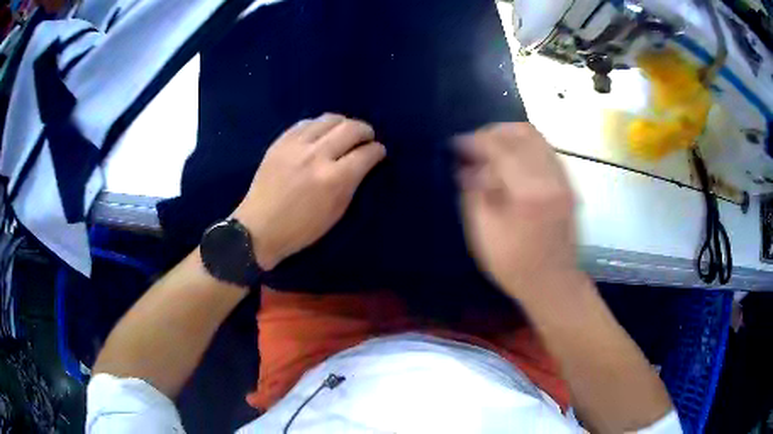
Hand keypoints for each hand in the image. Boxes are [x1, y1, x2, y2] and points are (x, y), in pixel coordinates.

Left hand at [233, 114, 385, 269]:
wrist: (259, 228)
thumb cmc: (301, 229)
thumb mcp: (336, 213)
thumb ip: (352, 184)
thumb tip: (364, 163)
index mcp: (334, 179)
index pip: (366, 153)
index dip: (378, 150)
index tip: (379, 152)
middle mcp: (317, 156)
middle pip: (351, 128)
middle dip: (366, 131)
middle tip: (367, 138)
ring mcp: (296, 145)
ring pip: (329, 119)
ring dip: (344, 123)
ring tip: (345, 132)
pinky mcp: (280, 142)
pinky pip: (306, 122)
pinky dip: (320, 125)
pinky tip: (321, 132)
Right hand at [458, 123, 577, 302]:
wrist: (554, 283)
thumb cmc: (515, 265)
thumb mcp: (484, 233)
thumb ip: (474, 193)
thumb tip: (466, 167)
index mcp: (530, 191)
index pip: (500, 148)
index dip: (474, 142)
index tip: (455, 145)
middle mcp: (552, 176)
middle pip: (522, 132)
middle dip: (492, 133)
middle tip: (473, 146)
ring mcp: (564, 178)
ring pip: (536, 137)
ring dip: (509, 137)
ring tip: (489, 152)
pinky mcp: (568, 183)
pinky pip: (545, 150)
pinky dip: (524, 148)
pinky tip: (510, 163)